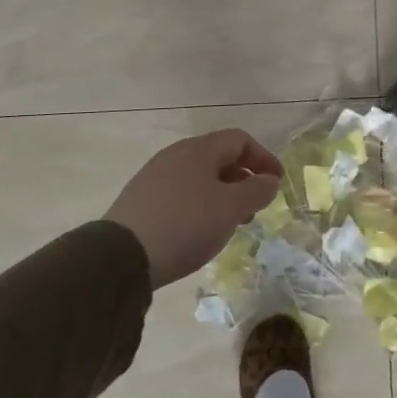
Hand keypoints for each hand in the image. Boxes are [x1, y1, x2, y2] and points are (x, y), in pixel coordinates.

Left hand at [106, 130, 282, 288]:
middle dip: (243, 179)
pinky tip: (200, 231)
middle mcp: (175, 155)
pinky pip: (181, 194)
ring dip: (222, 195)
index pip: (239, 140)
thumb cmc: (186, 224)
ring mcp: (154, 177)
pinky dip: (200, 206)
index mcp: (199, 149)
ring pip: (199, 178)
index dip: (263, 157)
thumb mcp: (231, 208)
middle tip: (255, 206)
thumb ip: (257, 190)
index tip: (276, 182)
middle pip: (219, 158)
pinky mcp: (140, 201)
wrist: (119, 258)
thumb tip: (269, 180)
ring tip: (230, 223)